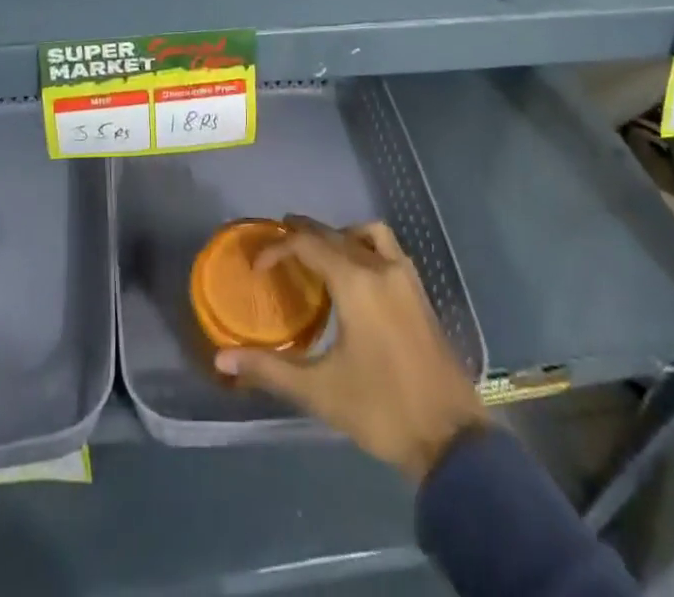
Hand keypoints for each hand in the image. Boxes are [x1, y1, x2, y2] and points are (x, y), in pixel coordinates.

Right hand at [216, 220, 487, 480]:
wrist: (452, 439)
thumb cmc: (381, 410)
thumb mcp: (319, 391)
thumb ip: (269, 370)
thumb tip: (221, 360)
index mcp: (355, 282)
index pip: (307, 244)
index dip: (277, 247)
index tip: (256, 265)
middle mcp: (380, 267)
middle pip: (334, 234)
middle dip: (303, 234)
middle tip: (276, 246)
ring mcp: (405, 277)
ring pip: (366, 234)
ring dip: (338, 235)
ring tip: (317, 254)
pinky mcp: (420, 292)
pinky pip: (387, 248)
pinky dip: (364, 245)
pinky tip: (356, 275)